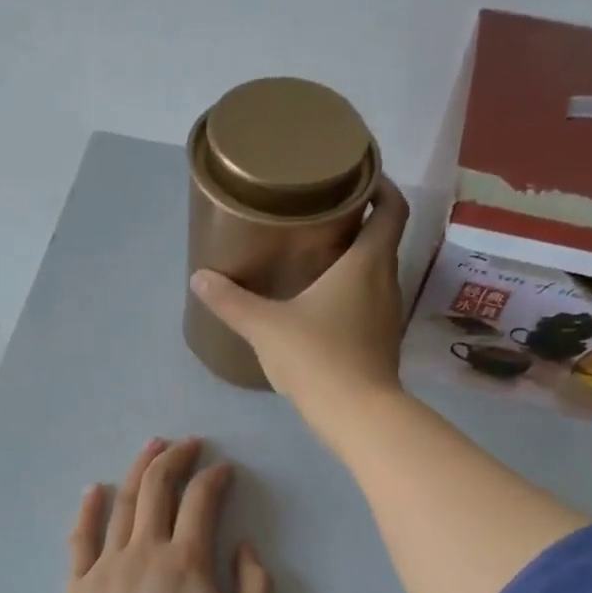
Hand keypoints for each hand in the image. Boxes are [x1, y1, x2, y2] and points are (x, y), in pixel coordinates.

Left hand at [66, 437, 272, 592]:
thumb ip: (256, 586)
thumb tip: (243, 546)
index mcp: (187, 562)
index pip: (201, 501)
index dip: (215, 478)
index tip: (224, 469)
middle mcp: (144, 551)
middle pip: (158, 489)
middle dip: (176, 458)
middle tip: (189, 444)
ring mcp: (106, 566)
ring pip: (122, 503)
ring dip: (139, 469)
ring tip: (152, 446)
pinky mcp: (79, 586)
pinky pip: (81, 538)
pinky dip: (88, 509)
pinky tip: (93, 490)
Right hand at [190, 176, 410, 431]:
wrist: (358, 415)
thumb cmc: (317, 357)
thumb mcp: (266, 326)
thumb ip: (231, 301)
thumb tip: (199, 278)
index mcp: (367, 262)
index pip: (392, 209)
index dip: (381, 187)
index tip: (357, 178)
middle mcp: (387, 281)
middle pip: (383, 239)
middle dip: (359, 222)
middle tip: (322, 214)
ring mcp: (388, 314)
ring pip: (377, 272)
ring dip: (355, 259)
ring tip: (318, 255)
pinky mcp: (382, 341)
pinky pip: (371, 302)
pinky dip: (353, 292)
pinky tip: (323, 304)